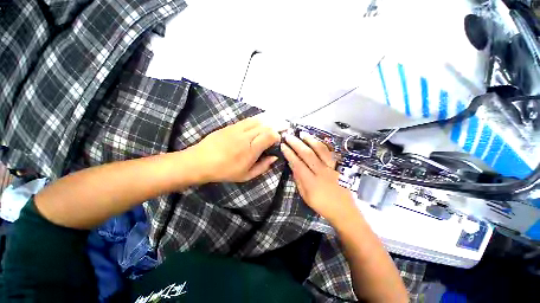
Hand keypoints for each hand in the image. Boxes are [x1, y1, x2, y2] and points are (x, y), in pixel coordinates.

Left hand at [189, 115, 280, 182]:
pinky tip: (260, 122)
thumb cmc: (225, 171)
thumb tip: (274, 157)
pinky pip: (248, 120)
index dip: (277, 136)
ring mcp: (238, 129)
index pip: (270, 135)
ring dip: (268, 121)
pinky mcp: (231, 126)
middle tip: (282, 128)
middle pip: (266, 126)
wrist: (200, 161)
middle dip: (276, 126)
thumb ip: (263, 166)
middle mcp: (246, 136)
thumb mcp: (246, 175)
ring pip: (258, 120)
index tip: (278, 141)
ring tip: (275, 122)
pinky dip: (257, 120)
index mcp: (251, 149)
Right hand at [281, 132, 356, 222]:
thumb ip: (298, 179)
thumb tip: (292, 165)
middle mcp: (322, 172)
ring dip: (310, 140)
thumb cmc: (322, 205)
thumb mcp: (305, 196)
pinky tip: (317, 140)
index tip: (283, 145)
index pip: (298, 164)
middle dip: (297, 143)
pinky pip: (330, 153)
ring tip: (302, 133)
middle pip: (308, 154)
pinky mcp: (339, 167)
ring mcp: (332, 168)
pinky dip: (323, 145)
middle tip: (289, 136)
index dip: (289, 154)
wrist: (344, 210)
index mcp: (311, 182)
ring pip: (321, 150)